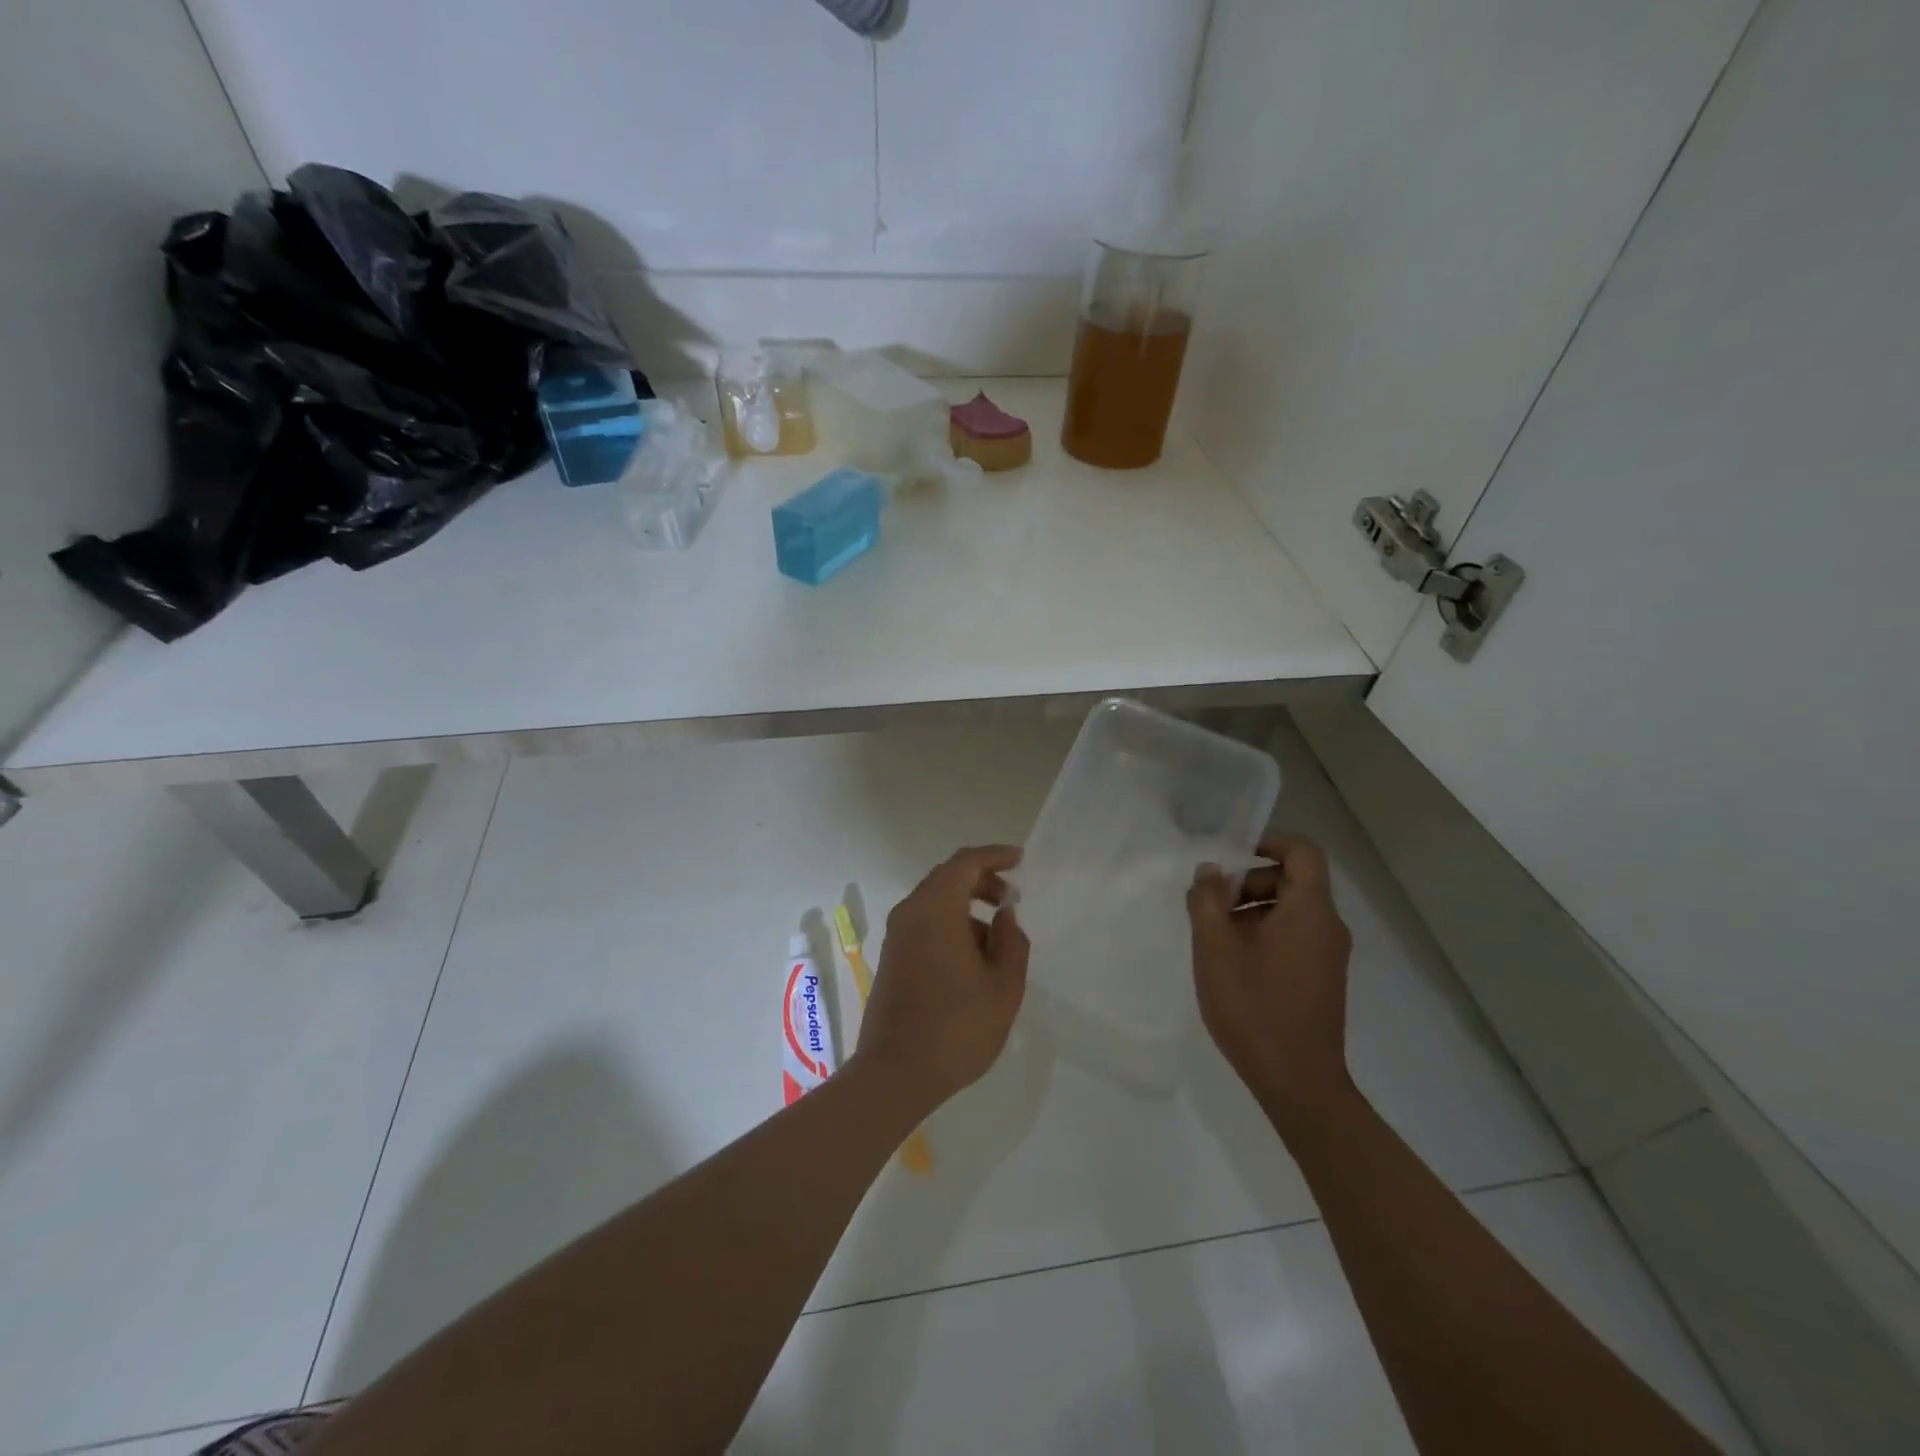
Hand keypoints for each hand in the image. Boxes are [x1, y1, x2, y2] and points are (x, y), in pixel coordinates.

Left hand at [855, 845, 1030, 1116]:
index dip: (994, 856)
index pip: (965, 863)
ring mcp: (896, 936)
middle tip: (1011, 899)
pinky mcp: (891, 957)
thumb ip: (1011, 942)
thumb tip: (1004, 916)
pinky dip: (950, 924)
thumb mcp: (1003, 988)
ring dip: (967, 907)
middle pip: (947, 878)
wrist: (894, 1074)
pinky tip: (972, 959)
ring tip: (997, 941)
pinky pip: (924, 923)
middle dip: (981, 881)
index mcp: (935, 910)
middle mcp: (910, 913)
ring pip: (935, 902)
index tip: (1020, 860)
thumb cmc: (956, 1028)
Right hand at [1187, 835, 1354, 1130]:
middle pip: (1293, 879)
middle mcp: (1328, 927)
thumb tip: (1209, 871)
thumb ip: (1207, 900)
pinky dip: (1265, 933)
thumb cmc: (1254, 1007)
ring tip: (1215, 936)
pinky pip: (1295, 936)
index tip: (1230, 855)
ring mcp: (1329, 955)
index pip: (1302, 851)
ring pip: (1291, 910)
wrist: (1297, 1082)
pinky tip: (1233, 962)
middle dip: (1249, 881)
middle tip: (1211, 904)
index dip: (1268, 841)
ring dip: (1252, 909)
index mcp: (1310, 911)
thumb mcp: (1215, 948)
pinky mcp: (1322, 978)